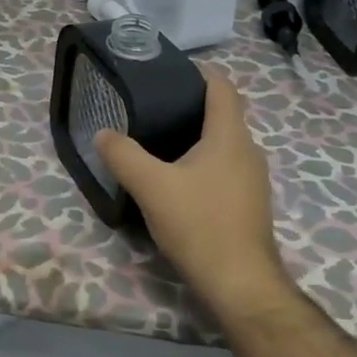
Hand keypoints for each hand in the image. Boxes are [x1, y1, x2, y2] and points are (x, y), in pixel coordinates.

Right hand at [94, 72, 292, 321]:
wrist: (240, 284)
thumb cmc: (199, 224)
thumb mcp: (151, 186)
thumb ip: (123, 155)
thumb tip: (103, 133)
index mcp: (230, 136)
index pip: (222, 87)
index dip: (198, 72)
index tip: (167, 72)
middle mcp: (248, 151)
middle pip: (222, 114)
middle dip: (189, 106)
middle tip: (150, 108)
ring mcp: (252, 180)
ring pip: (222, 145)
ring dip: (194, 138)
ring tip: (157, 143)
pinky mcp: (248, 204)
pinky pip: (224, 169)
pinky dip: (201, 164)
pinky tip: (176, 181)